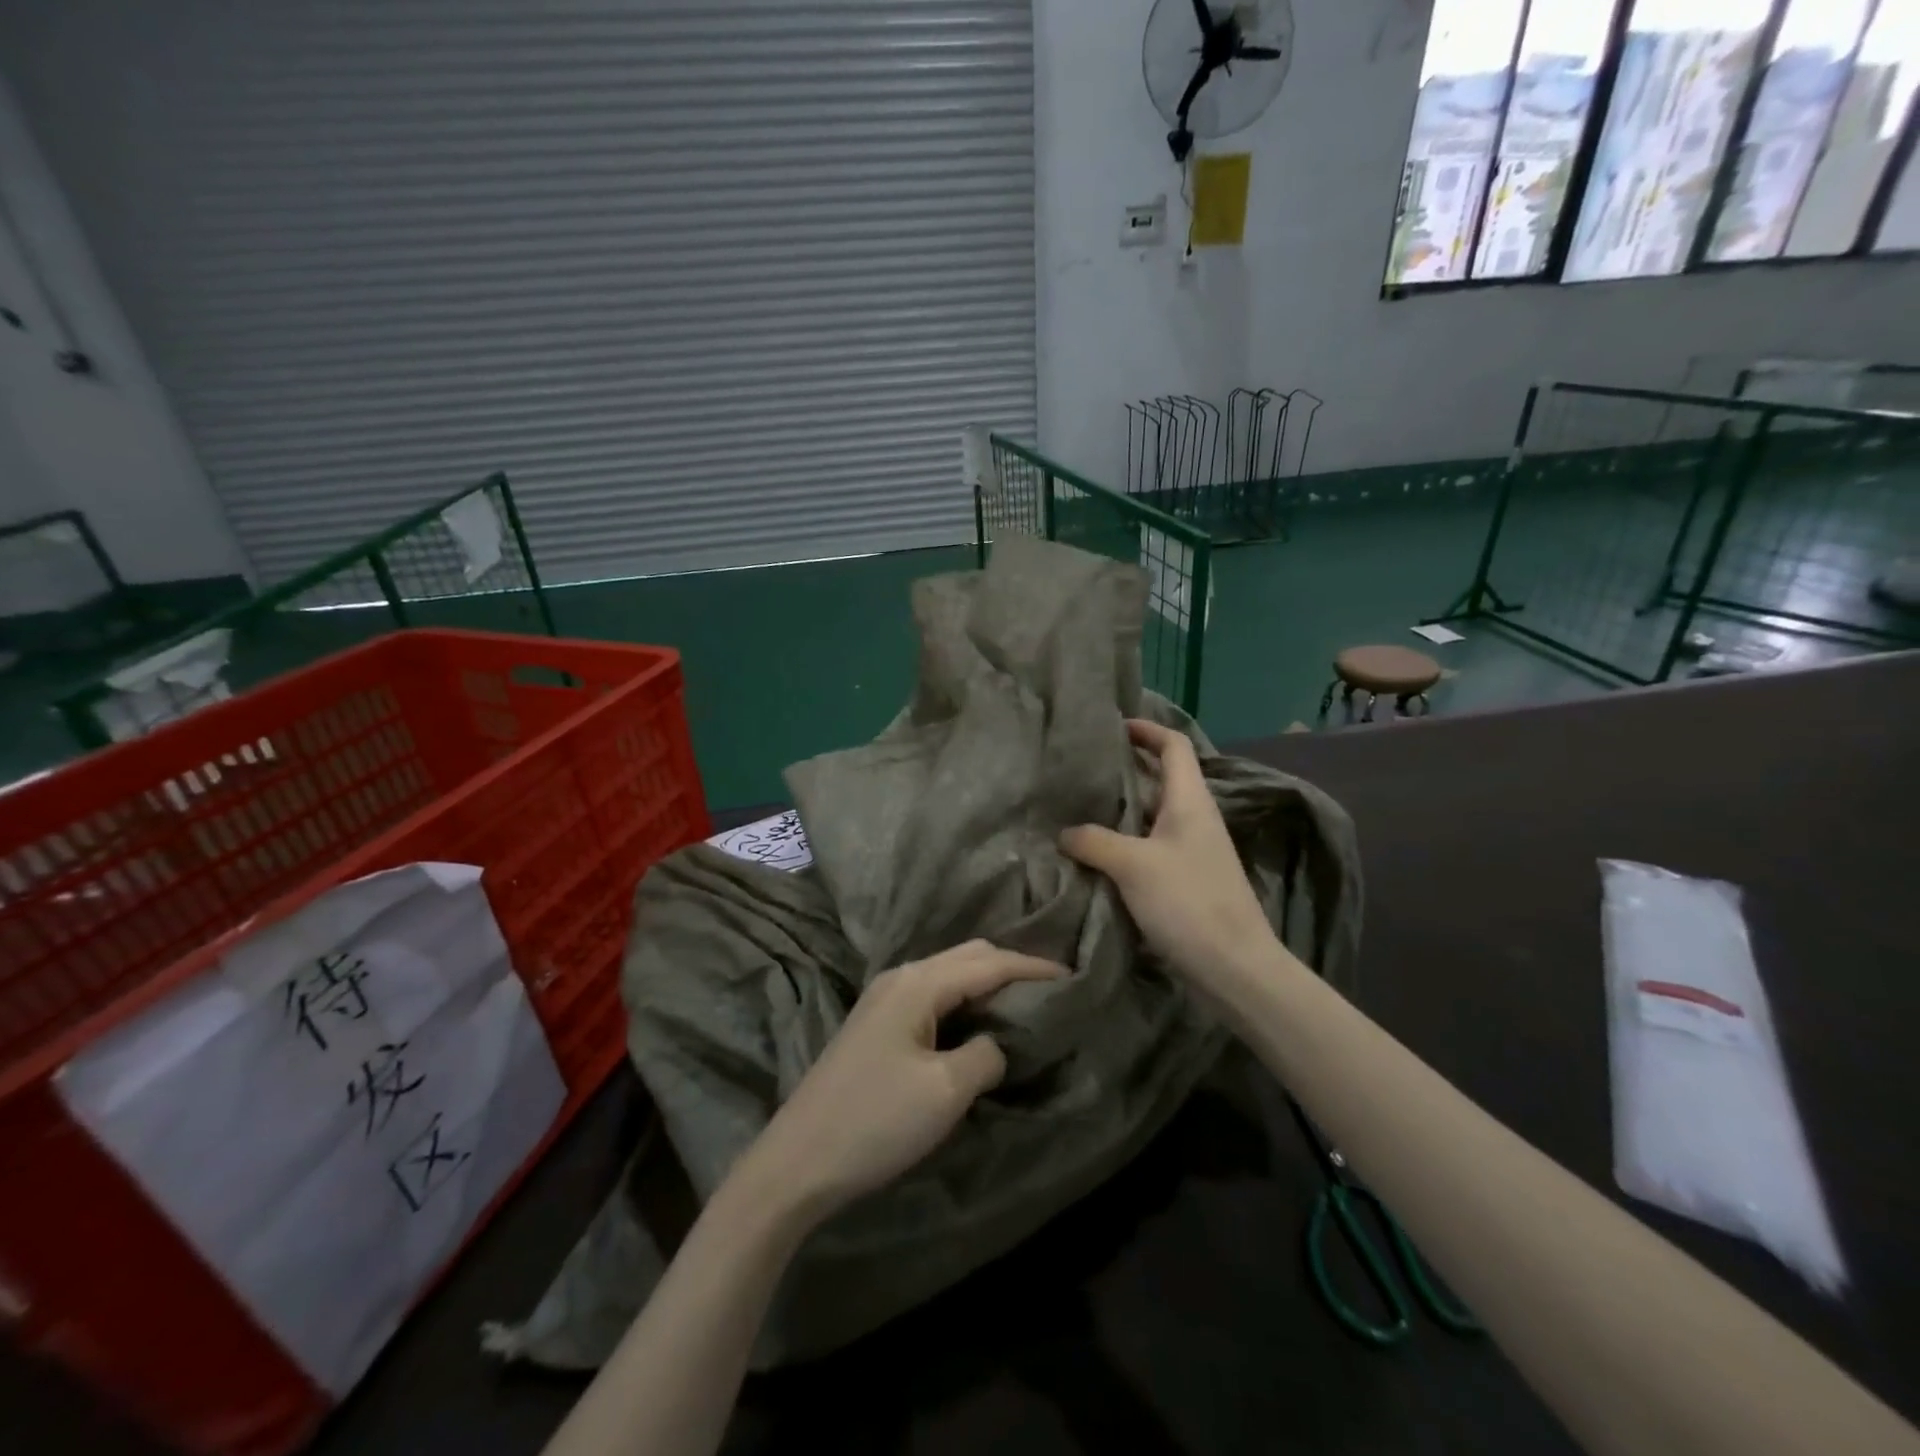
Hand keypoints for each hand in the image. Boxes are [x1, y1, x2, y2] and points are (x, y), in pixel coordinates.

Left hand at [736, 940, 1065, 1228]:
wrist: (796, 1162)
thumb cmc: (875, 1122)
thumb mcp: (945, 1091)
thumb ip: (985, 1054)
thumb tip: (996, 1043)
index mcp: (919, 983)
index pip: (989, 962)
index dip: (1033, 967)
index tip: (1072, 976)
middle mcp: (901, 977)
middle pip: (967, 956)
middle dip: (1011, 966)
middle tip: (1050, 990)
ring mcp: (883, 999)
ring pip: (948, 974)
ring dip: (986, 982)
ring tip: (1022, 1004)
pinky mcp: (875, 1024)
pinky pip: (932, 995)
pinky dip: (963, 999)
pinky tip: (977, 1022)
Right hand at [1060, 718, 1273, 998]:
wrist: (1234, 967)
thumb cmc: (1188, 902)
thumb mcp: (1133, 865)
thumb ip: (1094, 841)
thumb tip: (1064, 832)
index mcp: (1190, 801)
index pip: (1173, 746)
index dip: (1147, 730)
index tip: (1113, 726)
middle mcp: (1193, 819)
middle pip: (1159, 779)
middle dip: (1123, 769)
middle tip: (1081, 768)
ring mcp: (1191, 851)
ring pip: (1150, 816)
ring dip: (1119, 810)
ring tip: (1077, 807)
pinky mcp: (1184, 880)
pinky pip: (1148, 847)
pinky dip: (1122, 843)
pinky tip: (1094, 853)